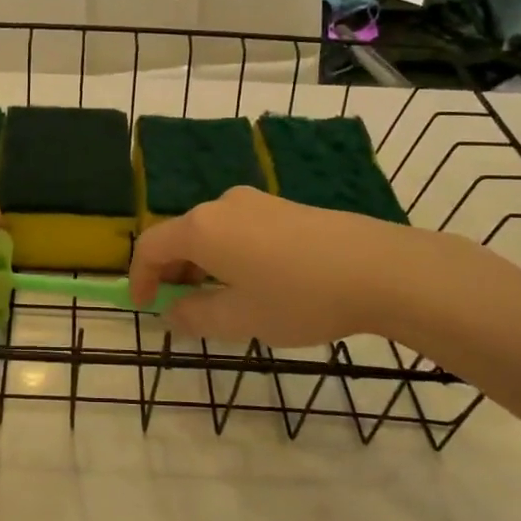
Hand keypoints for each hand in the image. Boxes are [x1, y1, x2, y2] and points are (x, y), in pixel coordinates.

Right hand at [128, 186, 444, 346]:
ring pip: (211, 233)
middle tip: (182, 310)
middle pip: (180, 236)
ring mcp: (256, 202)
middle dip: (173, 273)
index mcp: (202, 228)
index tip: (145, 307)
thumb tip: (171, 314)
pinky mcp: (284, 207)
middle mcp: (222, 205)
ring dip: (202, 265)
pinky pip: (238, 229)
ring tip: (220, 301)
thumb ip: (195, 317)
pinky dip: (228, 255)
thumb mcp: (241, 319)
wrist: (380, 268)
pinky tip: (256, 283)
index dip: (140, 278)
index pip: (151, 246)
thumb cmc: (299, 296)